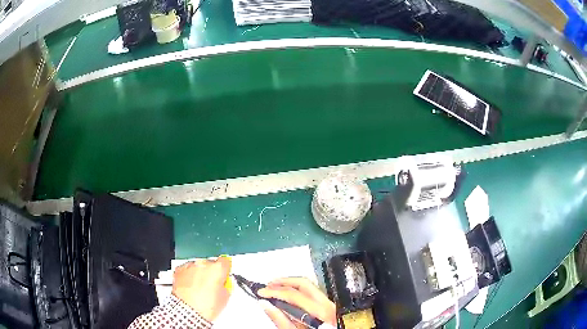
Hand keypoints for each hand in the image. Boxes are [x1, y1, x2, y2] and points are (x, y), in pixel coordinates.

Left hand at [172, 256, 230, 321]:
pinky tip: (190, 287)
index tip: (224, 275)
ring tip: (199, 289)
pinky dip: (188, 276)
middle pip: (210, 264)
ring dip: (199, 274)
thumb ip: (225, 285)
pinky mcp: (179, 270)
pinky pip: (186, 270)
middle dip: (210, 273)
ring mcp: (190, 266)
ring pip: (197, 267)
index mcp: (217, 269)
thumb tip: (222, 284)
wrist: (187, 311)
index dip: (225, 269)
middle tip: (211, 287)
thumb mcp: (225, 297)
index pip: (225, 261)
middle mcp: (203, 264)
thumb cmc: (205, 306)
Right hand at [258, 277, 336, 328]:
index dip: (275, 291)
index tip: (262, 292)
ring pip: (309, 286)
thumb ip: (280, 319)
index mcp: (320, 312)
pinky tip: (288, 296)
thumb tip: (265, 304)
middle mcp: (328, 304)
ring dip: (290, 285)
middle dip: (282, 282)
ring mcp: (331, 304)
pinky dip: (298, 291)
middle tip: (267, 286)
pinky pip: (313, 292)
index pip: (294, 295)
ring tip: (275, 288)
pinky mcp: (330, 306)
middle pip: (303, 284)